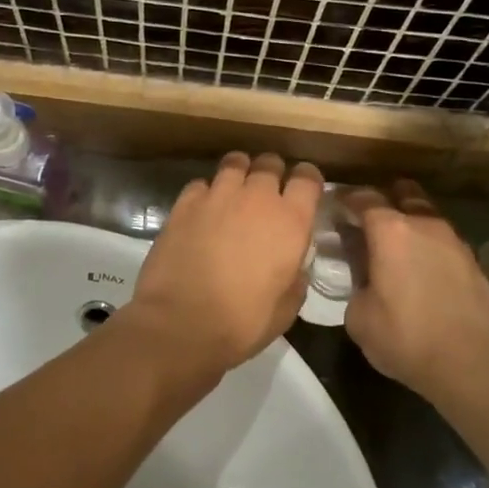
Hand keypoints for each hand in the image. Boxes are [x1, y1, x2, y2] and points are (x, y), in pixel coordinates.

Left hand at [121, 152, 322, 384]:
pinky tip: (203, 211)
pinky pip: (202, 184)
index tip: (304, 190)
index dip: (308, 179)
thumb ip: (296, 277)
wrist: (181, 324)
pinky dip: (207, 192)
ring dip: (240, 174)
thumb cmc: (242, 322)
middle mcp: (257, 198)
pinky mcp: (185, 203)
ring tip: (235, 192)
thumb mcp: (287, 308)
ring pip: (235, 163)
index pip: (308, 178)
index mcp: (290, 221)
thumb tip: (294, 265)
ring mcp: (218, 195)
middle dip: (272, 173)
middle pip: (270, 163)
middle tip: (267, 193)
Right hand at [341, 181, 488, 406]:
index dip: (345, 199)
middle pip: (402, 194)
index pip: (362, 198)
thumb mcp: (359, 317)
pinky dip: (427, 244)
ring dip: (409, 222)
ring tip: (394, 246)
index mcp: (390, 231)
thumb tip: (363, 275)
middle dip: (383, 200)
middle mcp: (424, 224)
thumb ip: (356, 283)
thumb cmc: (407, 338)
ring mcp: (453, 240)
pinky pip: (442, 239)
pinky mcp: (473, 261)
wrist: (475, 364)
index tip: (333, 206)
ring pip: (426, 216)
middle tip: (366, 221)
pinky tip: (419, 266)